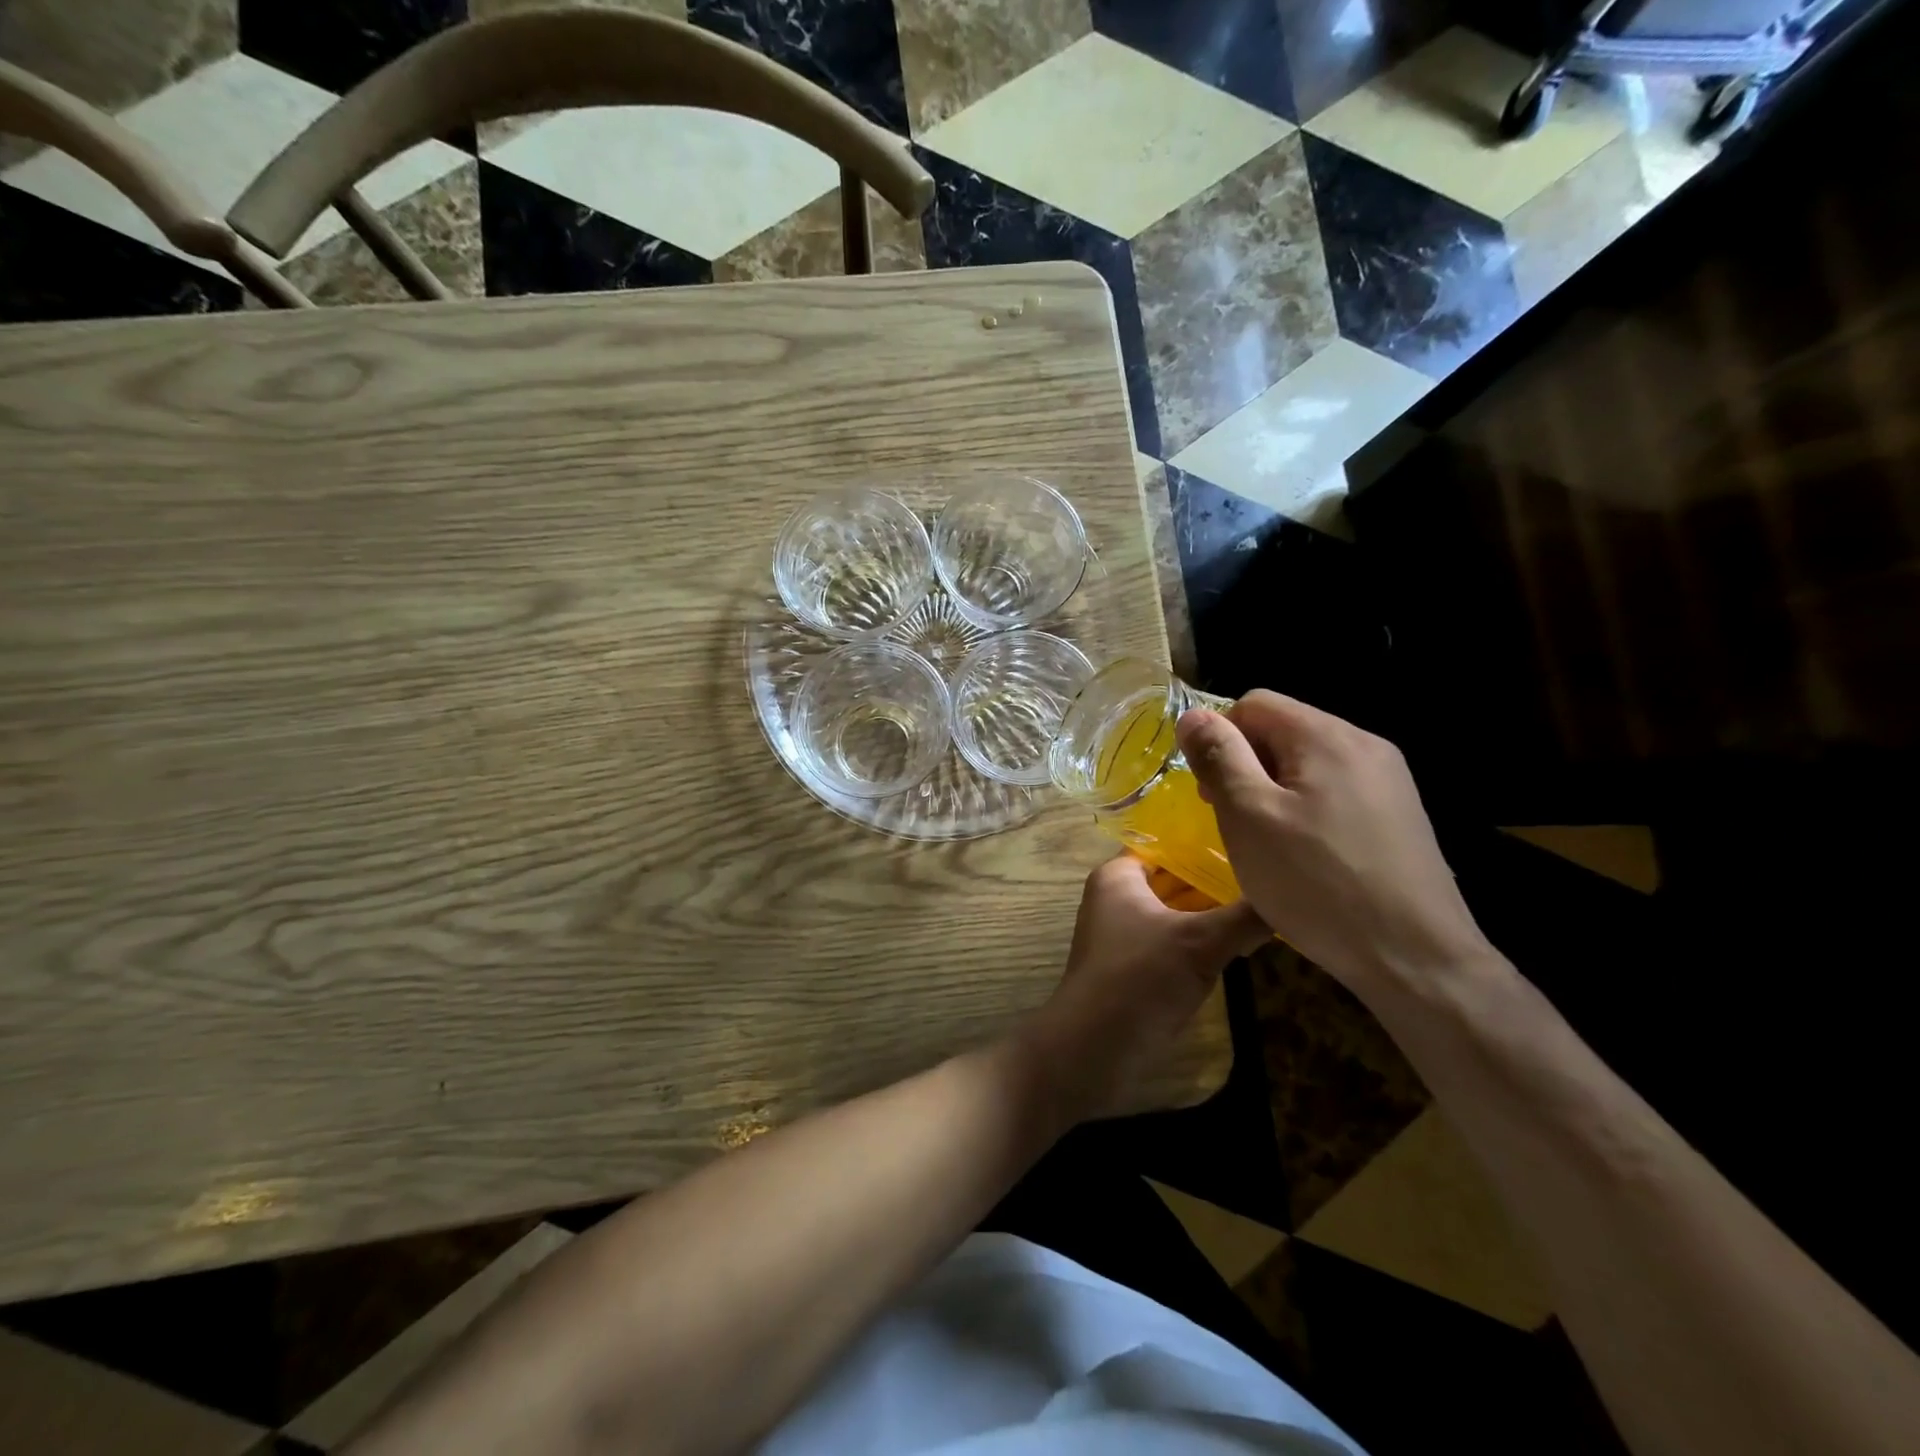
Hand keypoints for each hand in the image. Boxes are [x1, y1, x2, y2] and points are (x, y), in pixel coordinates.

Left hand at [1020, 855, 1266, 1121]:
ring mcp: (1128, 934)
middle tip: (1273, 872)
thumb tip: (1295, 895)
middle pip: (1175, 876)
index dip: (1207, 840)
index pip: (1168, 843)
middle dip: (1218, 877)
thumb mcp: (1200, 941)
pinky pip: (1177, 940)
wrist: (1094, 1048)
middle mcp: (1119, 897)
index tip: (1255, 836)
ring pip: (1179, 910)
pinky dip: (1205, 938)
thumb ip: (1246, 915)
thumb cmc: (1140, 977)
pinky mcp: (1139, 966)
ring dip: (1215, 910)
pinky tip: (1245, 940)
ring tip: (1270, 900)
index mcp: (1119, 876)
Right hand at [1174, 692, 1490, 995]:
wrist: (1416, 958)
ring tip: (1266, 842)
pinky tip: (1305, 856)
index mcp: (1327, 736)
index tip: (1210, 791)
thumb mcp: (1249, 817)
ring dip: (1274, 791)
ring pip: (1308, 764)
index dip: (1220, 739)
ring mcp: (1389, 781)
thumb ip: (1220, 758)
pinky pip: (1336, 792)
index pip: (1254, 703)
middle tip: (1232, 820)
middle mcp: (1364, 745)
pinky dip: (1306, 811)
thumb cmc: (1317, 883)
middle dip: (1246, 766)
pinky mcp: (1399, 815)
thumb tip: (1193, 716)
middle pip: (1284, 730)